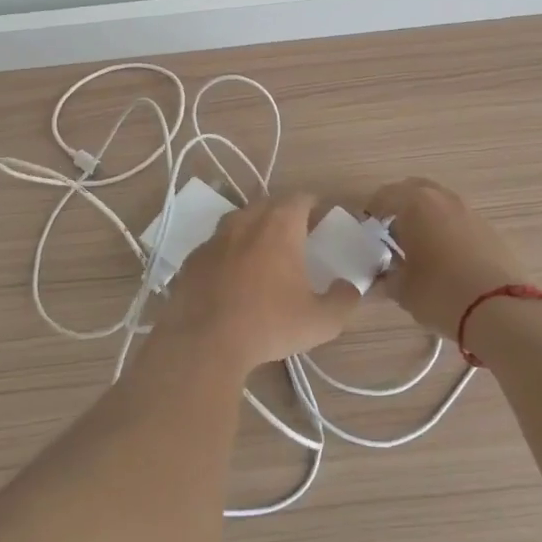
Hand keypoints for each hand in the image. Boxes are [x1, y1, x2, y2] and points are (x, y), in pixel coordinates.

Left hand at [163, 194, 359, 369]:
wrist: (205, 343)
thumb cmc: (269, 324)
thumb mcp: (321, 321)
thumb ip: (343, 300)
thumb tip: (349, 287)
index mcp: (279, 226)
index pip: (299, 198)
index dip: (312, 204)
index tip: (319, 217)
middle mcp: (246, 221)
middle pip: (267, 205)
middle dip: (282, 214)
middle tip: (295, 236)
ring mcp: (214, 238)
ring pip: (238, 222)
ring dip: (253, 230)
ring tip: (262, 254)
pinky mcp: (192, 259)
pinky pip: (216, 246)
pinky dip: (228, 254)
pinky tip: (232, 277)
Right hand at [365, 177, 529, 339]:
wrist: (500, 309)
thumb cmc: (440, 293)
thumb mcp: (402, 290)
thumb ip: (387, 276)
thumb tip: (383, 274)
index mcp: (415, 203)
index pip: (385, 196)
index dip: (373, 211)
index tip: (368, 230)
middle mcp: (443, 198)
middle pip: (415, 190)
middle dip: (400, 206)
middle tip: (391, 231)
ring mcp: (470, 211)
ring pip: (440, 203)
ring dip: (426, 216)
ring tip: (418, 246)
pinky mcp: (490, 229)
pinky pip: (459, 220)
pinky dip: (447, 229)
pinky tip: (445, 257)